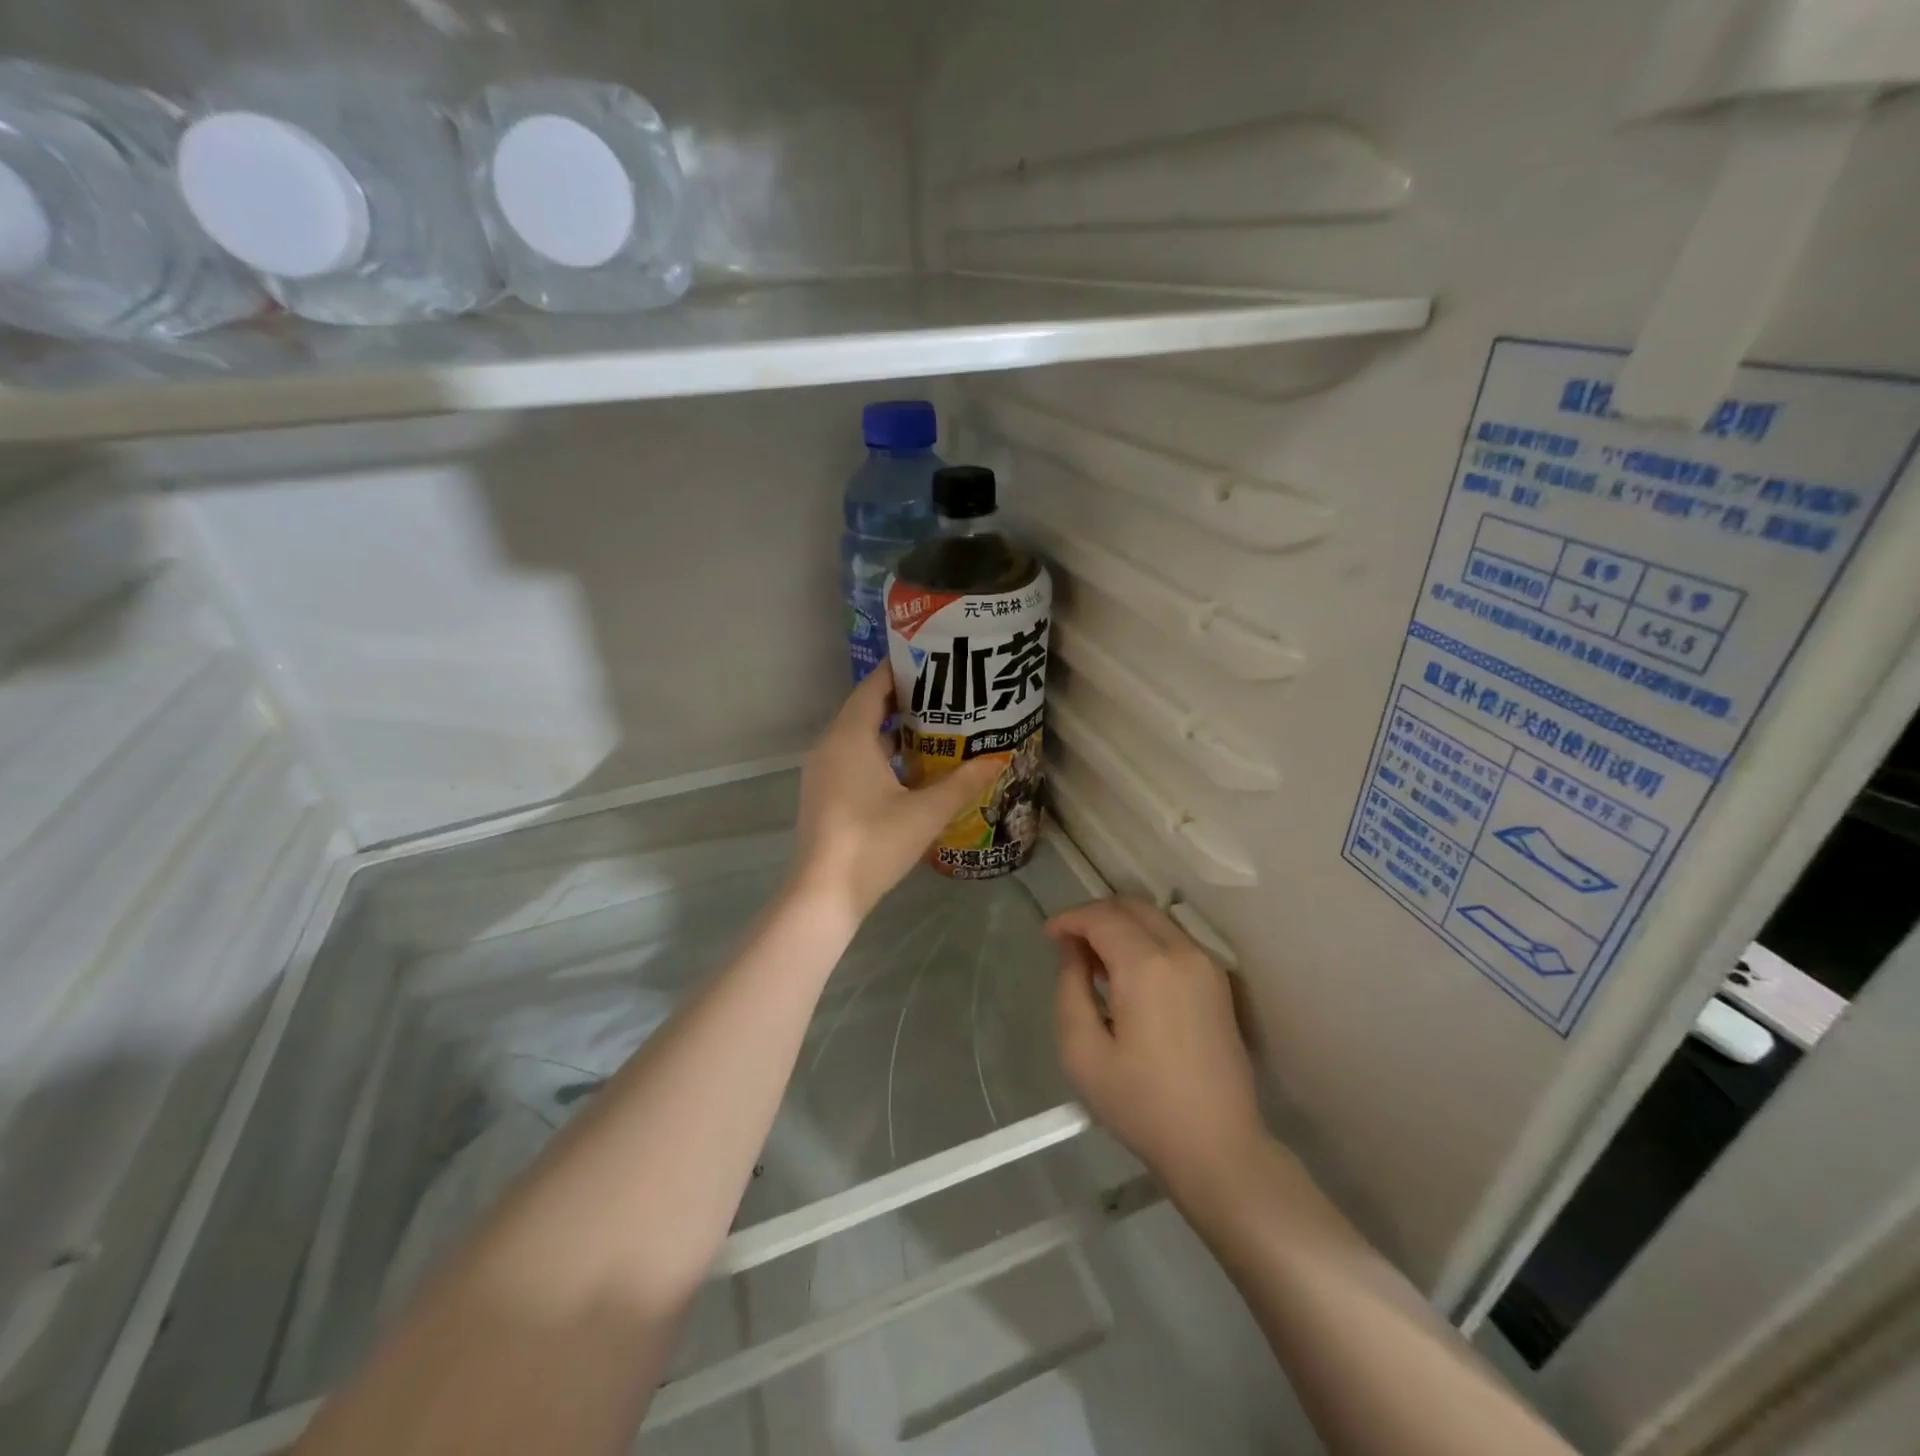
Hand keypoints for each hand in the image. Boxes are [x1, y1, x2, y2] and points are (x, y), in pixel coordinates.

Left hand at [790, 669, 999, 921]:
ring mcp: (821, 771)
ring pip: (857, 737)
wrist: (824, 894)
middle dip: (903, 701)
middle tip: (944, 697)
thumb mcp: (927, 811)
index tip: (934, 663)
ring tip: (933, 729)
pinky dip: (877, 754)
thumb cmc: (875, 843)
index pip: (874, 687)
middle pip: (865, 709)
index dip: (901, 672)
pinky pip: (850, 758)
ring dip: (891, 731)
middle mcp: (830, 746)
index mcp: (850, 737)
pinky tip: (907, 770)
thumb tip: (999, 758)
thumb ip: (964, 782)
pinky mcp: (822, 794)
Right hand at [1052, 899, 1266, 1197]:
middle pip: (1131, 906)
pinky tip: (1127, 975)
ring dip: (1120, 926)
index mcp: (1147, 966)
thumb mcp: (1083, 1052)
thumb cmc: (1141, 1105)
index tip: (1047, 937)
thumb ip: (1070, 988)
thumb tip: (1072, 950)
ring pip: (1154, 919)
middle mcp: (1181, 952)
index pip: (1102, 916)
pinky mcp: (1218, 982)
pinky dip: (1144, 940)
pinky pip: (1173, 939)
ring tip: (1094, 961)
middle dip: (1094, 915)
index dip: (1069, 918)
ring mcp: (1206, 965)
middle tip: (1067, 944)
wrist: (1218, 1147)